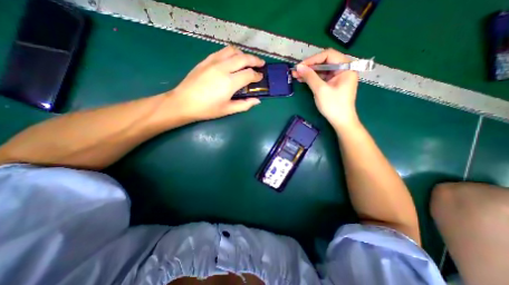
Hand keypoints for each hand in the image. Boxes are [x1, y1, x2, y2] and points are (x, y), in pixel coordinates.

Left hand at [171, 46, 263, 121]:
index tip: (261, 77)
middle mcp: (223, 68)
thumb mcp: (228, 110)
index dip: (257, 75)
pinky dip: (231, 53)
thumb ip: (244, 104)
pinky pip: (222, 52)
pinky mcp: (206, 60)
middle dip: (255, 60)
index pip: (249, 74)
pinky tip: (232, 59)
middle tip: (261, 64)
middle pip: (243, 58)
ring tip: (247, 61)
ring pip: (232, 51)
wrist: (183, 102)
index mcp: (229, 82)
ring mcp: (213, 62)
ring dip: (243, 54)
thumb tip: (257, 100)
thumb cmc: (207, 109)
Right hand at [292, 47, 359, 129]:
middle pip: (324, 62)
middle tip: (296, 71)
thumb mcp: (320, 90)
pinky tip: (302, 79)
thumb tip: (298, 67)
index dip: (313, 59)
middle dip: (309, 66)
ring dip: (309, 73)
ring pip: (322, 71)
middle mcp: (343, 69)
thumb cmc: (333, 105)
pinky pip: (322, 78)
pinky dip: (312, 79)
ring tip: (296, 75)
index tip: (300, 66)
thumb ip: (310, 77)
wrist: (341, 121)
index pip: (328, 55)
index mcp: (346, 67)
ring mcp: (338, 77)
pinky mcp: (333, 84)